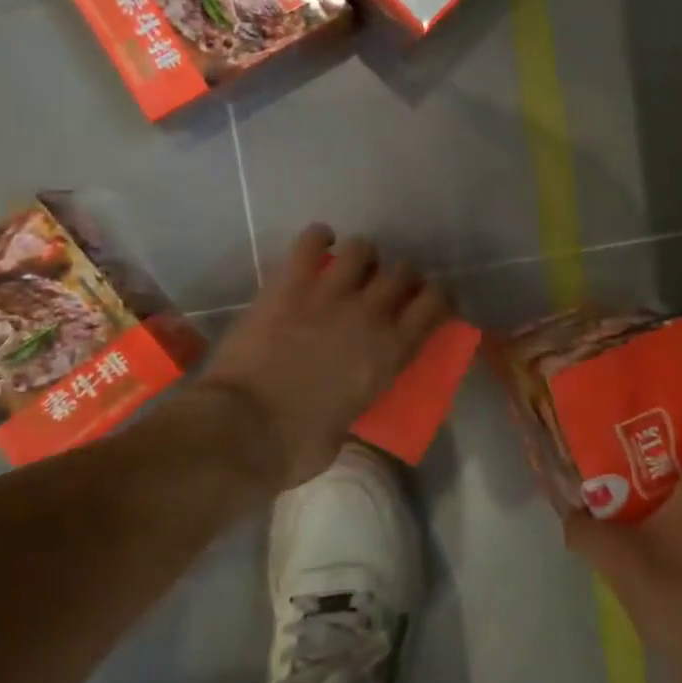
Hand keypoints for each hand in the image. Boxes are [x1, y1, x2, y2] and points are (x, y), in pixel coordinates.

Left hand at [198, 224, 451, 492]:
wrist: (243, 428)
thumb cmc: (297, 445)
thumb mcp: (346, 429)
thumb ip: (355, 399)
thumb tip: (346, 396)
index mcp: (390, 353)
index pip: (435, 305)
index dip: (438, 297)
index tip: (430, 300)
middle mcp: (369, 314)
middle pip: (402, 272)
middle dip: (400, 277)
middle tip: (386, 288)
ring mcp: (329, 294)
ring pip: (362, 249)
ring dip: (362, 256)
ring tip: (352, 266)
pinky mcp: (289, 285)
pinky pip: (310, 242)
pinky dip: (318, 237)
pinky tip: (319, 242)